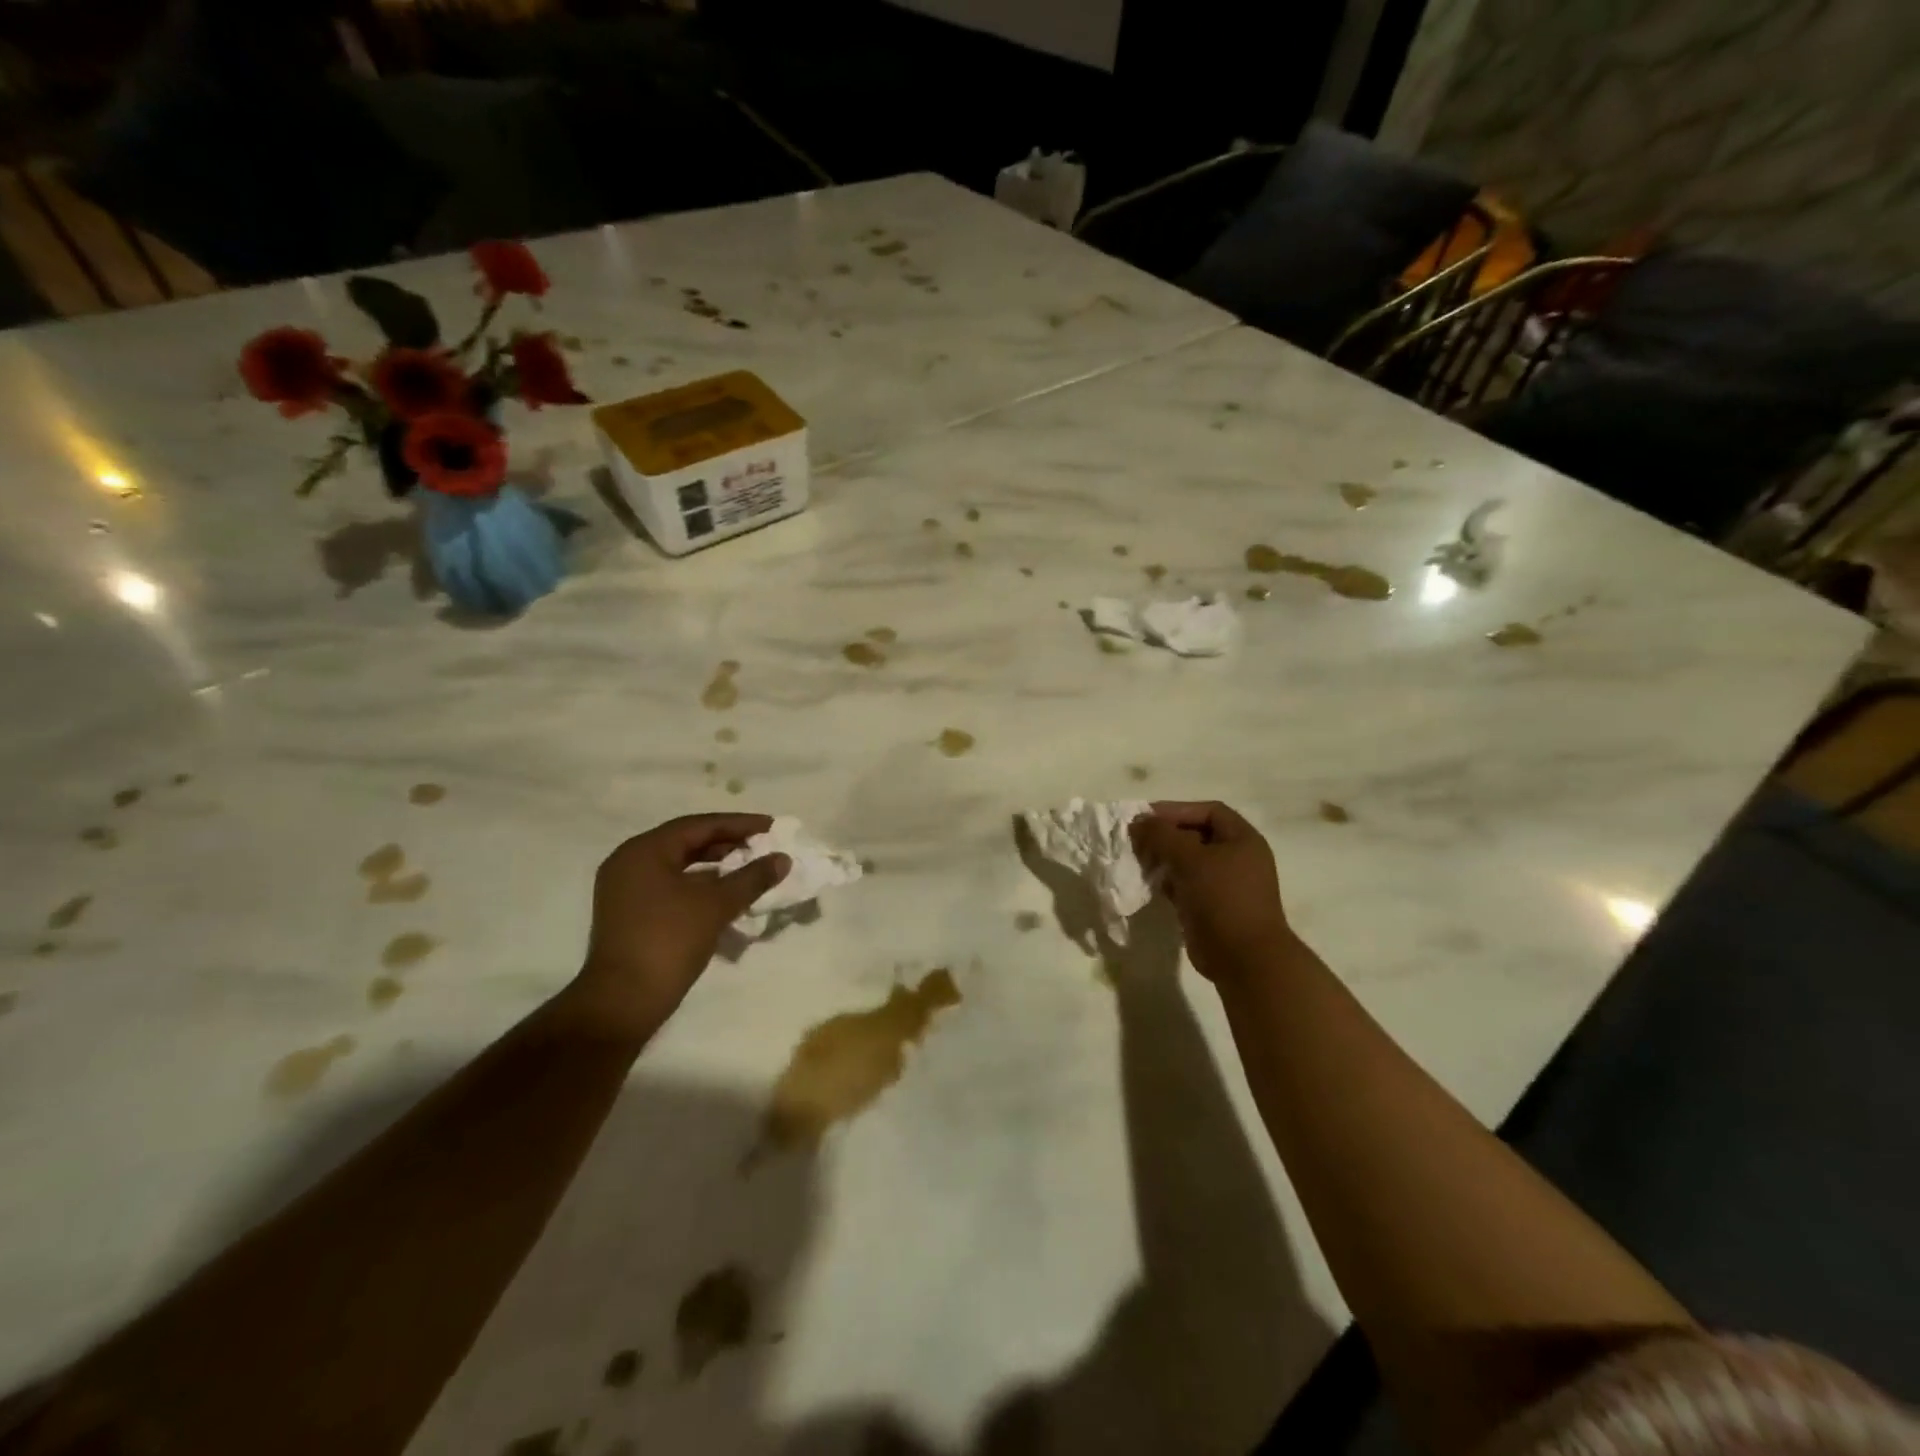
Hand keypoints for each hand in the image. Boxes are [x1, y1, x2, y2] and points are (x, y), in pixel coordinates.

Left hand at [571, 814, 789, 1035]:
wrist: (623, 1002)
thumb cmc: (668, 941)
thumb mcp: (716, 905)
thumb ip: (752, 877)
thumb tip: (783, 859)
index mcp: (644, 851)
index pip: (699, 825)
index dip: (739, 824)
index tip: (771, 826)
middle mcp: (630, 862)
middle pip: (687, 842)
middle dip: (728, 842)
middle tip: (762, 845)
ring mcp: (626, 889)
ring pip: (680, 865)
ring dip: (716, 865)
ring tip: (750, 867)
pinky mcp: (631, 913)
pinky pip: (672, 885)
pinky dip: (700, 885)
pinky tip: (726, 893)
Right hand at [1131, 801, 1293, 984]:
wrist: (1244, 958)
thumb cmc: (1222, 898)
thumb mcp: (1189, 858)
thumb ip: (1161, 835)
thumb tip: (1138, 822)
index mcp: (1242, 839)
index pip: (1208, 811)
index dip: (1177, 810)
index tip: (1146, 818)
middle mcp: (1237, 858)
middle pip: (1197, 835)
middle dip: (1166, 835)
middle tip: (1138, 840)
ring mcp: (1226, 885)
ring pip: (1189, 862)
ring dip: (1164, 859)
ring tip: (1140, 861)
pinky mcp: (1212, 907)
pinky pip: (1186, 885)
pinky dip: (1168, 882)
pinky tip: (1150, 884)